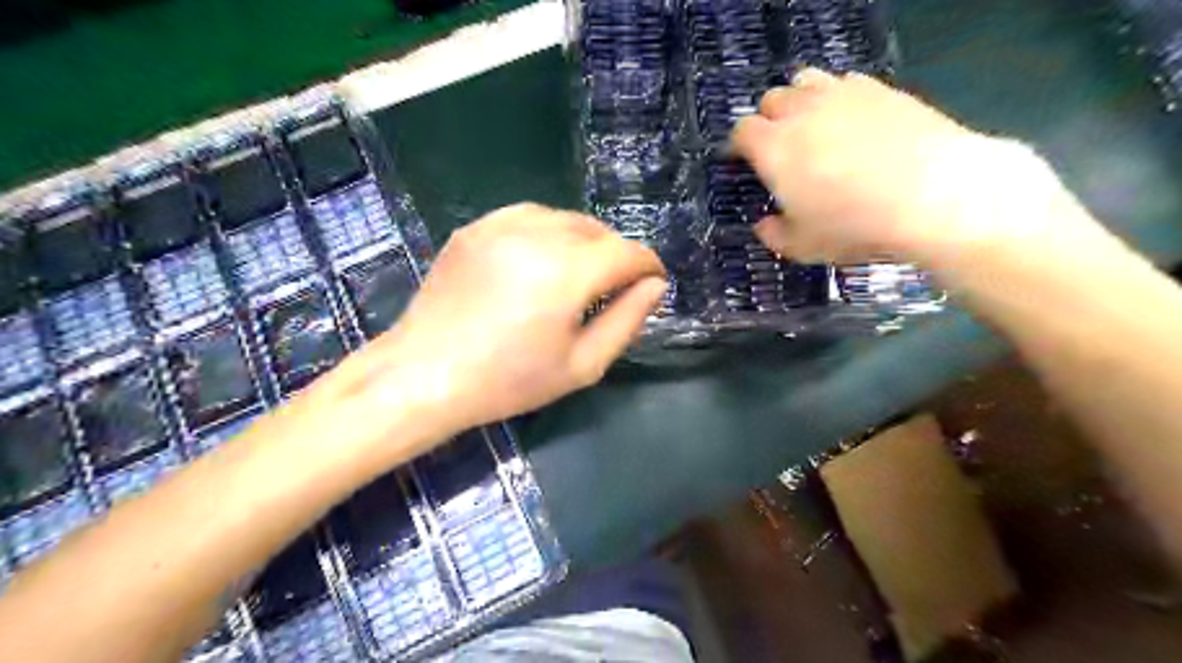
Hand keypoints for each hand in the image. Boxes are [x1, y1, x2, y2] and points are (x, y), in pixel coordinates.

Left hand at [321, 201, 669, 439]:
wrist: (425, 373)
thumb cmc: (509, 381)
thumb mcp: (582, 365)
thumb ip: (627, 320)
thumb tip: (655, 285)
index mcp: (567, 272)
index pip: (628, 252)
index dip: (648, 266)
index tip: (652, 284)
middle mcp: (537, 234)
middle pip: (598, 230)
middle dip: (617, 254)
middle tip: (614, 288)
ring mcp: (500, 225)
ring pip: (565, 218)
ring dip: (585, 241)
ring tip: (579, 274)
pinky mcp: (475, 228)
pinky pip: (529, 216)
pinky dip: (549, 232)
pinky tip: (541, 260)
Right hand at [731, 68, 1050, 263]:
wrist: (933, 195)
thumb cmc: (855, 226)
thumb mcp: (804, 247)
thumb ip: (774, 235)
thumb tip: (764, 224)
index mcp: (773, 149)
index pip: (742, 132)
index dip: (739, 145)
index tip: (743, 161)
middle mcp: (801, 112)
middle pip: (771, 100)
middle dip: (768, 120)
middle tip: (780, 146)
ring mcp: (841, 94)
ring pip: (805, 81)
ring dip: (799, 100)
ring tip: (812, 125)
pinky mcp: (878, 88)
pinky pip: (845, 81)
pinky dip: (837, 97)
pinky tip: (852, 120)